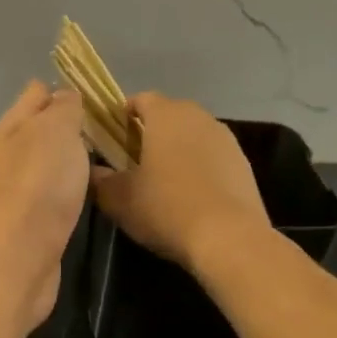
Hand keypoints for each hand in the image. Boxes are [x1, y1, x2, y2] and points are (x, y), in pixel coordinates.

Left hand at [0, 80, 90, 333]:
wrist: (17, 257)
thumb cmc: (39, 184)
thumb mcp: (56, 130)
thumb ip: (64, 108)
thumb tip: (66, 96)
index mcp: (13, 125)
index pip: (37, 92)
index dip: (65, 89)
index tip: (99, 96)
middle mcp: (11, 153)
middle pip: (42, 128)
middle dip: (72, 124)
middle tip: (112, 127)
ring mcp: (18, 189)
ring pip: (49, 161)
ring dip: (72, 157)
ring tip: (108, 155)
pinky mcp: (31, 221)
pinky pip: (54, 192)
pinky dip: (71, 187)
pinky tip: (91, 191)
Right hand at [91, 92, 268, 270]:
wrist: (229, 238)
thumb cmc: (166, 207)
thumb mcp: (119, 198)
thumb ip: (99, 180)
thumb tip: (93, 171)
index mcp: (165, 115)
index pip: (140, 99)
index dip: (123, 115)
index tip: (112, 138)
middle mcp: (198, 117)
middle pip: (169, 115)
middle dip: (151, 132)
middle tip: (134, 160)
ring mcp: (225, 139)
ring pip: (193, 135)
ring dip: (178, 149)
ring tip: (164, 180)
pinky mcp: (243, 163)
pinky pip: (213, 156)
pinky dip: (200, 168)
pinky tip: (192, 196)